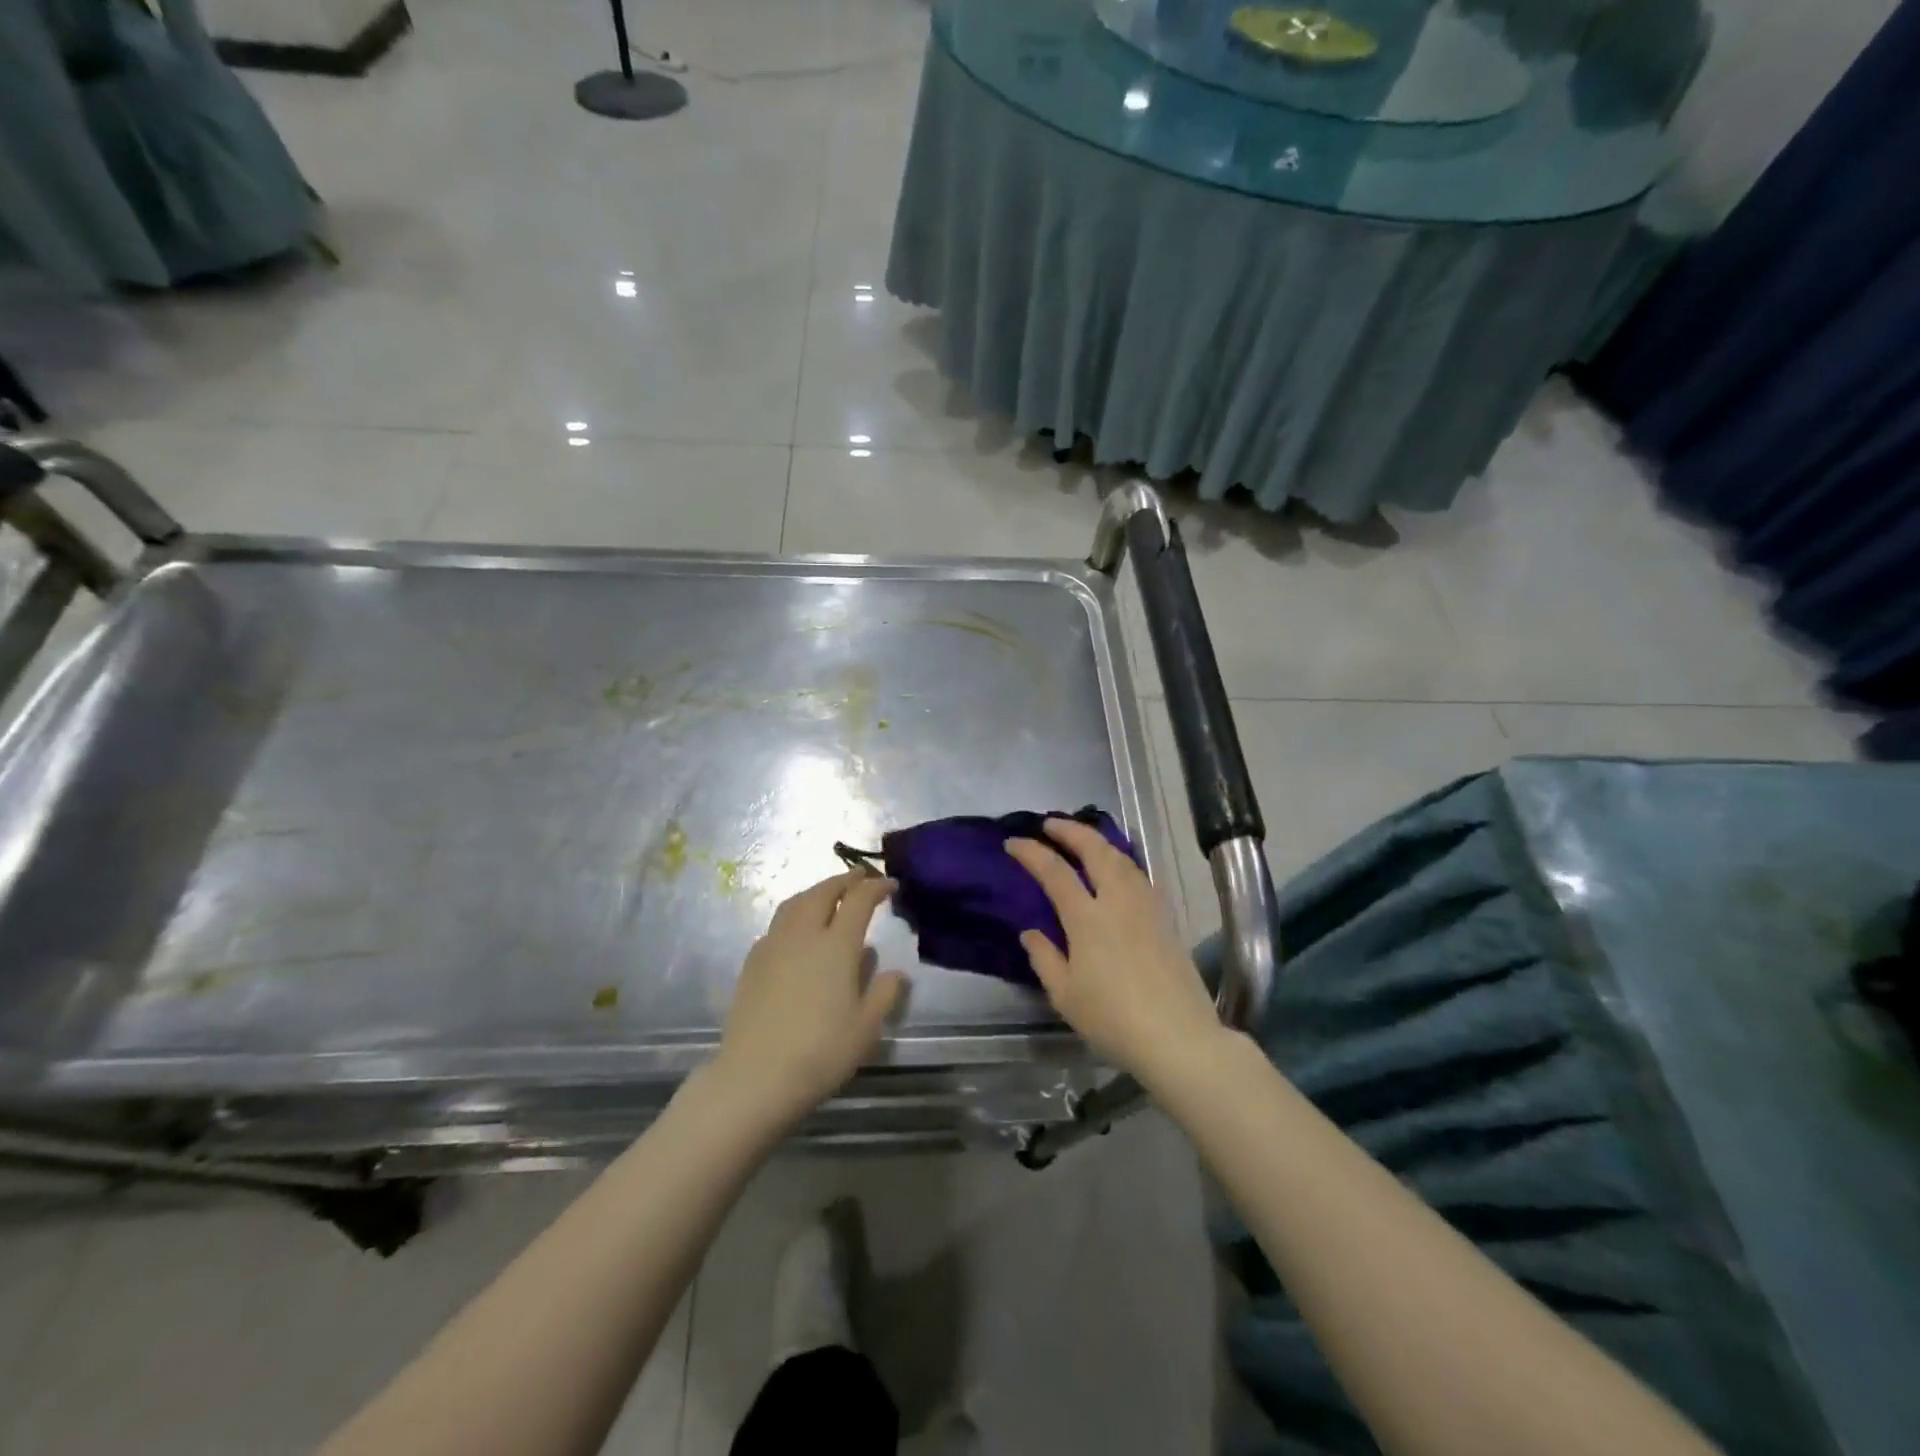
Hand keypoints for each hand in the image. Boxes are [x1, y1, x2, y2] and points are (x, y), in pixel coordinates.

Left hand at [713, 870, 906, 1125]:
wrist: (755, 1076)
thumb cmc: (820, 1052)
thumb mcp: (866, 1028)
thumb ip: (884, 993)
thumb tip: (896, 972)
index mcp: (837, 945)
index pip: (859, 900)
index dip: (876, 887)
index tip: (890, 884)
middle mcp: (804, 935)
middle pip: (823, 892)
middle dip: (844, 880)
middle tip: (859, 878)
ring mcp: (773, 945)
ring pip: (795, 903)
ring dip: (816, 892)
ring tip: (828, 895)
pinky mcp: (752, 962)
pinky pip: (777, 924)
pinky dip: (794, 914)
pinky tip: (798, 932)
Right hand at [1005, 819, 1223, 1084]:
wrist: (1178, 1037)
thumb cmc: (1113, 1019)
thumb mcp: (1065, 995)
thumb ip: (1044, 958)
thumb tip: (1030, 932)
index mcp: (1087, 918)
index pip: (1055, 871)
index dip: (1032, 852)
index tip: (1013, 843)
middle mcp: (1118, 901)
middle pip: (1095, 850)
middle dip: (1070, 830)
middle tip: (1050, 824)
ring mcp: (1146, 906)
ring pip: (1122, 858)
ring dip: (1098, 841)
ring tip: (1082, 839)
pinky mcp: (1166, 918)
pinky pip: (1139, 875)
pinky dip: (1121, 860)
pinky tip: (1117, 869)